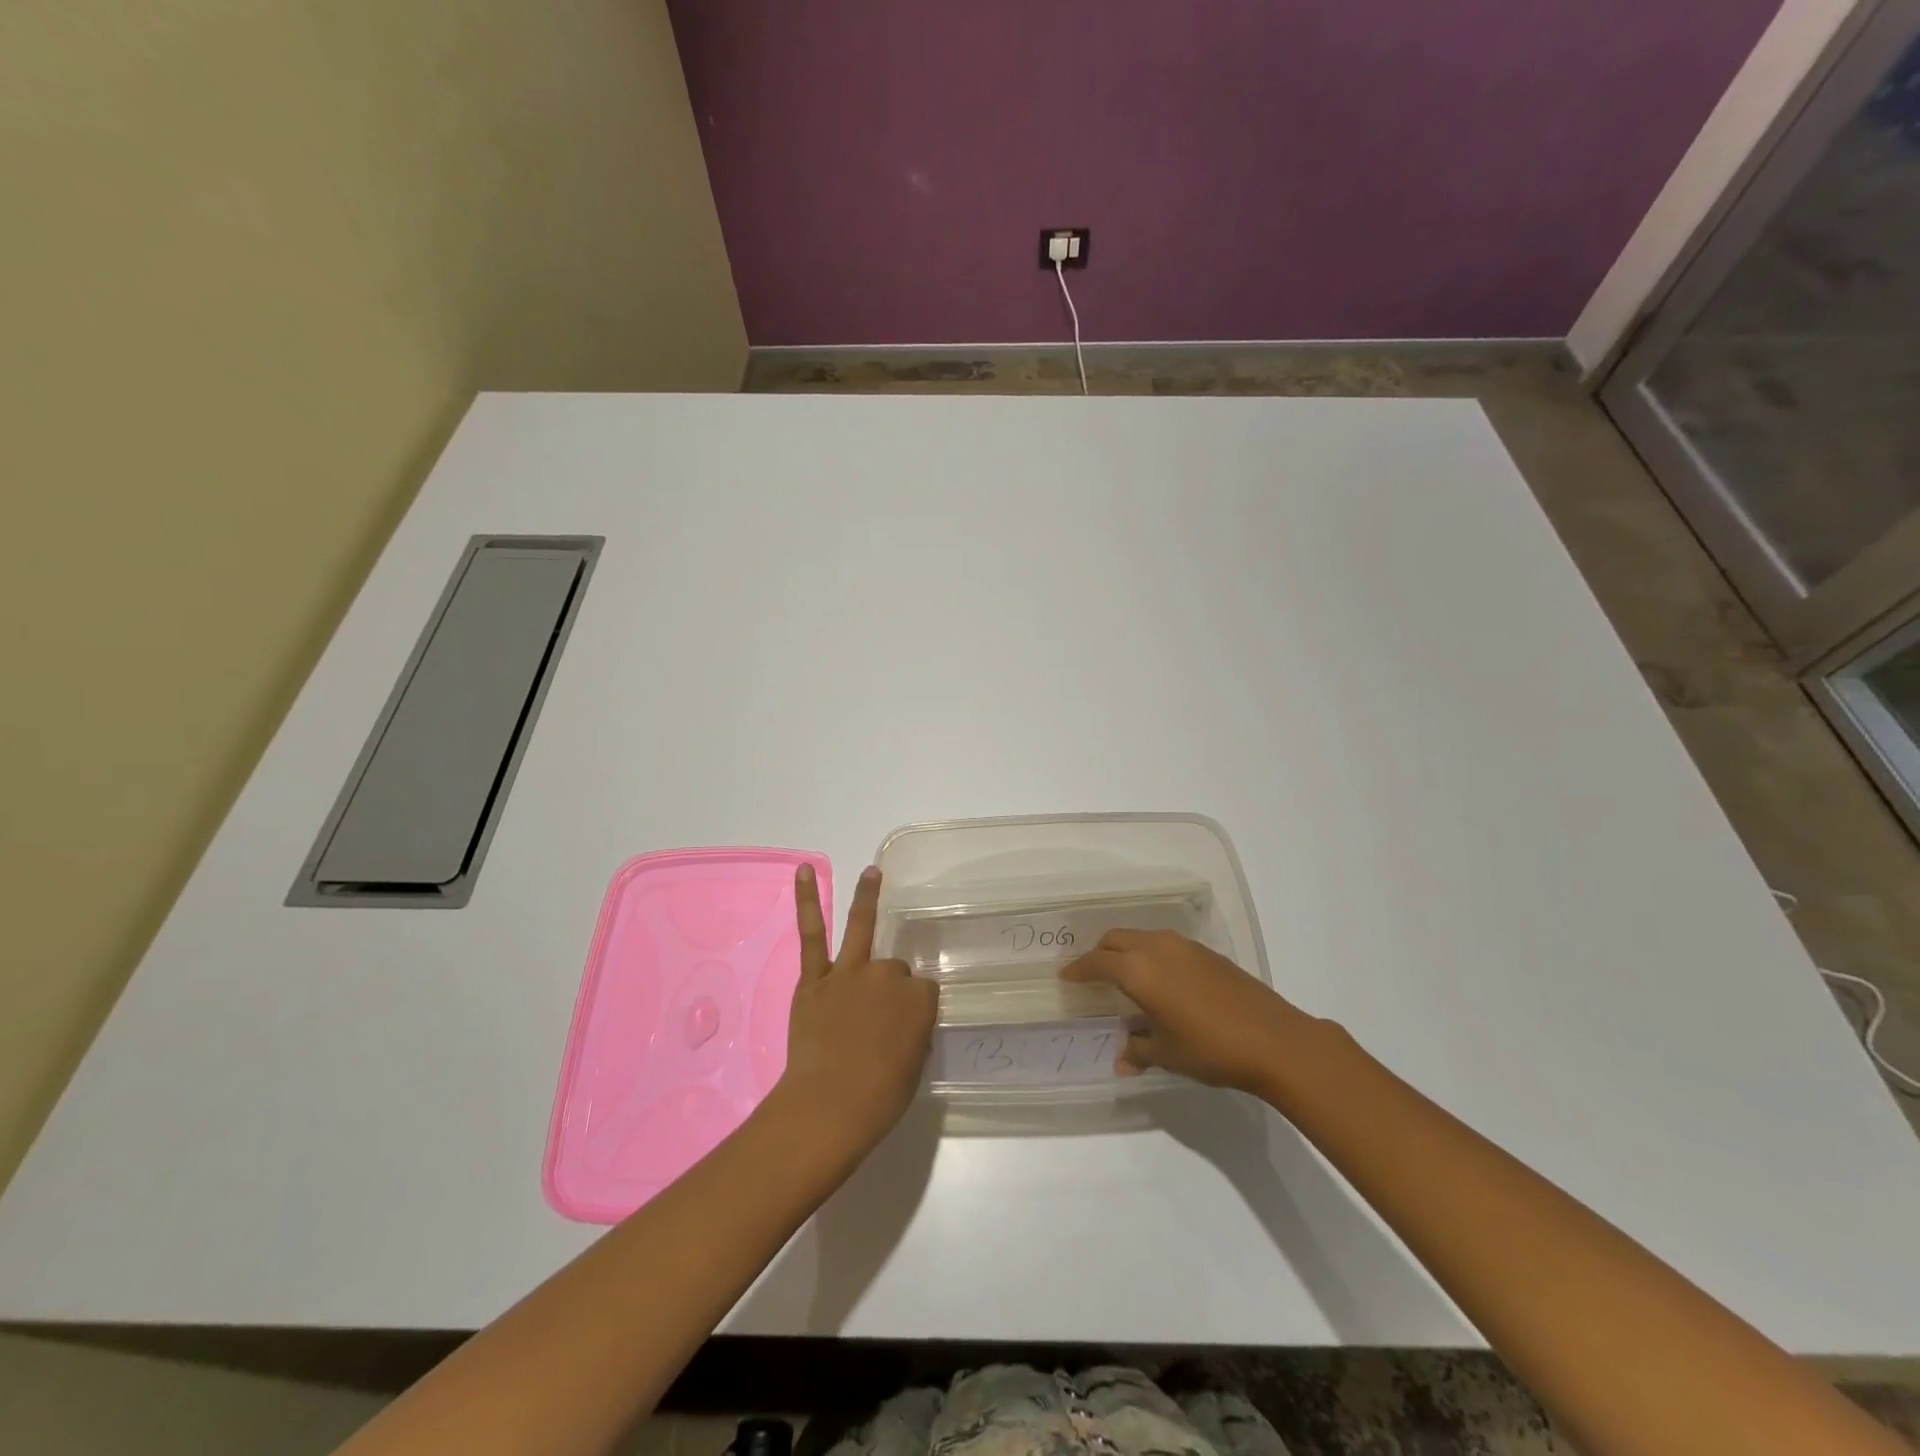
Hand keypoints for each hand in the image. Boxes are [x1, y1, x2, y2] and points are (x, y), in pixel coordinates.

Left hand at [775, 864, 937, 1154]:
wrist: (829, 1107)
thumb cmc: (880, 1098)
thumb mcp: (915, 1064)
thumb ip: (913, 1030)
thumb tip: (902, 1019)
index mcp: (920, 999)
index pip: (922, 991)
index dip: (912, 1010)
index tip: (902, 1031)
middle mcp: (888, 976)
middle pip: (894, 970)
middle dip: (888, 989)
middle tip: (872, 1024)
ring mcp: (850, 973)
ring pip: (862, 930)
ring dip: (868, 896)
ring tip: (872, 872)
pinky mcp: (815, 979)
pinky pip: (812, 934)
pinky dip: (807, 901)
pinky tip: (805, 871)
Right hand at [1060, 930, 1311, 1092]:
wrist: (1274, 1040)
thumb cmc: (1211, 1048)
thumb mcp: (1168, 1054)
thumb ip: (1138, 1050)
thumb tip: (1121, 1059)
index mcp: (1139, 970)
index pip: (1097, 962)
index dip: (1079, 969)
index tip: (1066, 976)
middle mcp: (1157, 948)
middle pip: (1116, 940)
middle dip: (1100, 954)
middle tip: (1092, 975)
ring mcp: (1184, 946)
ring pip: (1142, 937)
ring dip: (1126, 951)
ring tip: (1125, 976)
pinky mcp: (1207, 952)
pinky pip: (1165, 944)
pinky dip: (1151, 954)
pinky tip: (1161, 980)